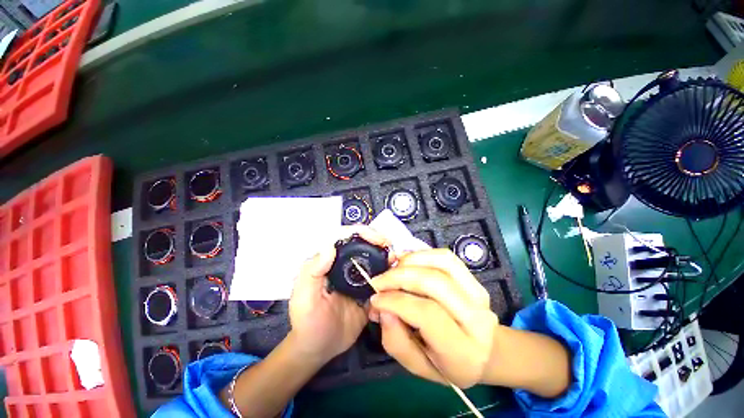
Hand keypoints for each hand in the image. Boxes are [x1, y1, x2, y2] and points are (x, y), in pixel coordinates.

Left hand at [289, 226, 392, 362]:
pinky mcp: (368, 291)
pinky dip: (389, 274)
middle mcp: (345, 265)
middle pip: (362, 244)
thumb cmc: (307, 322)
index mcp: (329, 262)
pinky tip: (397, 276)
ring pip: (374, 259)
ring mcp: (358, 278)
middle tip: (390, 247)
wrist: (319, 349)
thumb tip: (330, 246)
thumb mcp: (304, 297)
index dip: (361, 232)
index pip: (344, 237)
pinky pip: (380, 279)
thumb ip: (312, 271)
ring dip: (385, 255)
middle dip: (377, 241)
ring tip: (396, 259)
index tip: (376, 238)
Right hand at [369, 249, 498, 388]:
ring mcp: (478, 293)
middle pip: (433, 282)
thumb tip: (382, 309)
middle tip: (378, 282)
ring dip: (410, 261)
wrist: (484, 352)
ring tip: (391, 269)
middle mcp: (476, 318)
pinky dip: (422, 254)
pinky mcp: (474, 279)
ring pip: (441, 263)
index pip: (426, 313)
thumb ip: (396, 341)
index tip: (375, 298)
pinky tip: (407, 261)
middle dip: (398, 277)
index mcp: (462, 350)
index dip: (395, 301)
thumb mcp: (417, 366)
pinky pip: (446, 257)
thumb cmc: (447, 364)